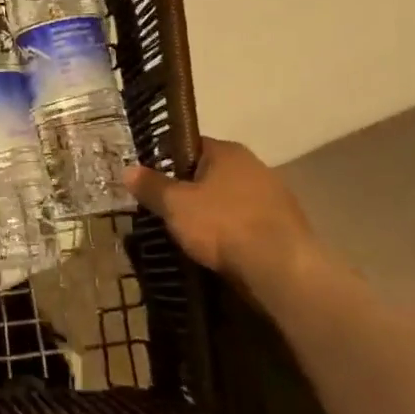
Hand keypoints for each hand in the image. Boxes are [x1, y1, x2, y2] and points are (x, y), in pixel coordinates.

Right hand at [126, 138, 321, 301]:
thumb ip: (151, 186)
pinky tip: (222, 250)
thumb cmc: (222, 225)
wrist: (281, 268)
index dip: (168, 160)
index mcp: (228, 152)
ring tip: (193, 234)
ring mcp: (275, 195)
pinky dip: (235, 232)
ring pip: (232, 198)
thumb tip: (128, 170)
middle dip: (191, 189)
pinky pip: (249, 222)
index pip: (191, 145)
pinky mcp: (287, 226)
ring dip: (215, 212)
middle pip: (212, 172)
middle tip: (169, 209)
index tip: (153, 180)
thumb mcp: (175, 205)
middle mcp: (255, 165)